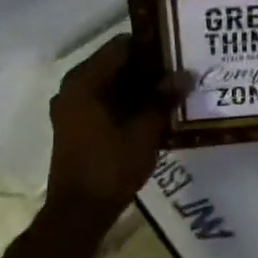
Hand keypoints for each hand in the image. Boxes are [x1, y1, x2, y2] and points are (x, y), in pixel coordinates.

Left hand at [45, 36, 186, 230]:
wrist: (79, 212)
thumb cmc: (111, 166)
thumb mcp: (145, 131)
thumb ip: (163, 98)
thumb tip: (185, 74)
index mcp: (85, 81)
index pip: (121, 45)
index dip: (151, 45)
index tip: (178, 50)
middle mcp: (73, 87)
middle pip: (116, 63)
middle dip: (148, 67)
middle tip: (181, 71)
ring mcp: (71, 107)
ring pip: (111, 83)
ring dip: (139, 86)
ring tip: (172, 90)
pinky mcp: (75, 125)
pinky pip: (104, 101)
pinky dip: (126, 102)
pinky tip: (153, 112)